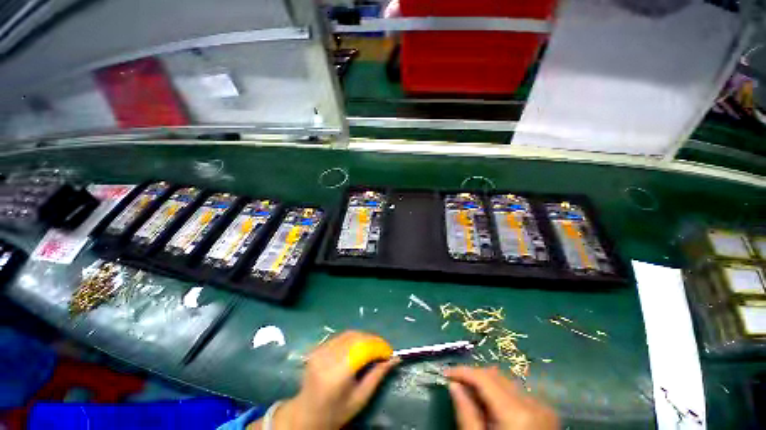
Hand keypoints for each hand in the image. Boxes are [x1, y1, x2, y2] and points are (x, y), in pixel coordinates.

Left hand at [269, 331, 399, 429]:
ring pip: (349, 333)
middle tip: (384, 350)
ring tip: (374, 347)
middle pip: (356, 338)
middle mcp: (327, 357)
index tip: (390, 353)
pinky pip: (341, 336)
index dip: (379, 347)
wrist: (306, 414)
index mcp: (336, 374)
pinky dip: (354, 338)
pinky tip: (360, 346)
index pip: (362, 349)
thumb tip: (395, 358)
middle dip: (373, 340)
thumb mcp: (360, 398)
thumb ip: (377, 375)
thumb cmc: (335, 412)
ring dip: (365, 337)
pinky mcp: (318, 347)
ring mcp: (320, 350)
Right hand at [445, 366, 558, 429]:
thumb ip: (466, 413)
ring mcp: (543, 407)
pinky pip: (517, 393)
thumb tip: (453, 384)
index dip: (462, 371)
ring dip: (487, 384)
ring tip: (473, 397)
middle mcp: (533, 403)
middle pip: (496, 376)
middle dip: (474, 377)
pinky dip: (501, 394)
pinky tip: (492, 407)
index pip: (484, 377)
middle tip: (457, 385)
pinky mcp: (546, 413)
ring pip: (506, 381)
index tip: (446, 374)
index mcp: (516, 413)